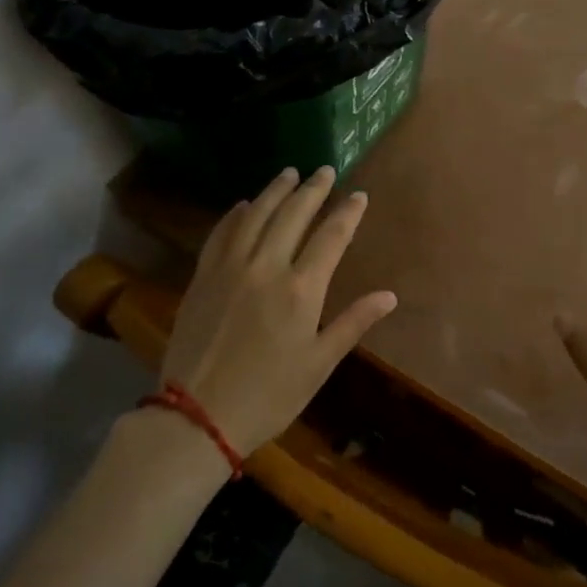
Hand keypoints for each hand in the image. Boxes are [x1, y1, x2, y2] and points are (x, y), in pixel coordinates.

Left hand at [161, 166, 396, 457]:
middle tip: (325, 170)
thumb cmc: (269, 395)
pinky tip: (242, 205)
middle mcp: (266, 267)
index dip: (347, 213)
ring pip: (255, 215)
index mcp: (301, 289)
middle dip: (313, 190)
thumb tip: (389, 296)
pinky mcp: (202, 277)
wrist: (197, 416)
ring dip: (275, 191)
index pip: (331, 237)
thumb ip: (353, 323)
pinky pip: (220, 234)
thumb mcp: (319, 364)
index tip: (358, 195)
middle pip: (293, 215)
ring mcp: (230, 268)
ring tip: (289, 173)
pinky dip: (234, 215)